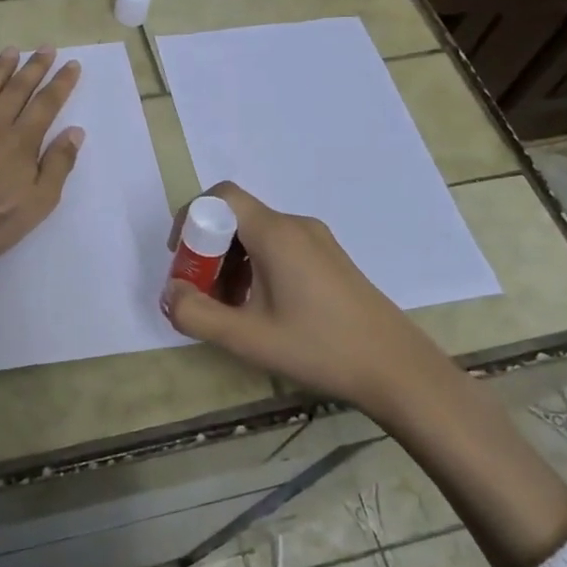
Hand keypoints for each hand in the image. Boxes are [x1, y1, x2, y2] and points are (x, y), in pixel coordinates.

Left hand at [0, 46, 83, 334]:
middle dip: (34, 67)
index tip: (71, 64)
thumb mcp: (40, 201)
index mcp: (21, 142)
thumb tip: (75, 131)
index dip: (61, 83)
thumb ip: (59, 164)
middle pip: (17, 90)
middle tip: (45, 47)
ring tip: (10, 51)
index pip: (46, 104)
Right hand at [159, 181, 444, 412]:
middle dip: (209, 250)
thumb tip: (170, 293)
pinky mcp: (329, 259)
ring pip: (257, 235)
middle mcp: (296, 226)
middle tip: (201, 292)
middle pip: (237, 218)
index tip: (182, 258)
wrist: (396, 369)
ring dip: (232, 263)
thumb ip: (197, 315)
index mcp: (276, 234)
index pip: (221, 197)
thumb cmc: (319, 348)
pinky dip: (256, 268)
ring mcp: (317, 241)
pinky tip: (261, 309)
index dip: (191, 218)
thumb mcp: (247, 338)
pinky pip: (279, 248)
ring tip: (230, 309)